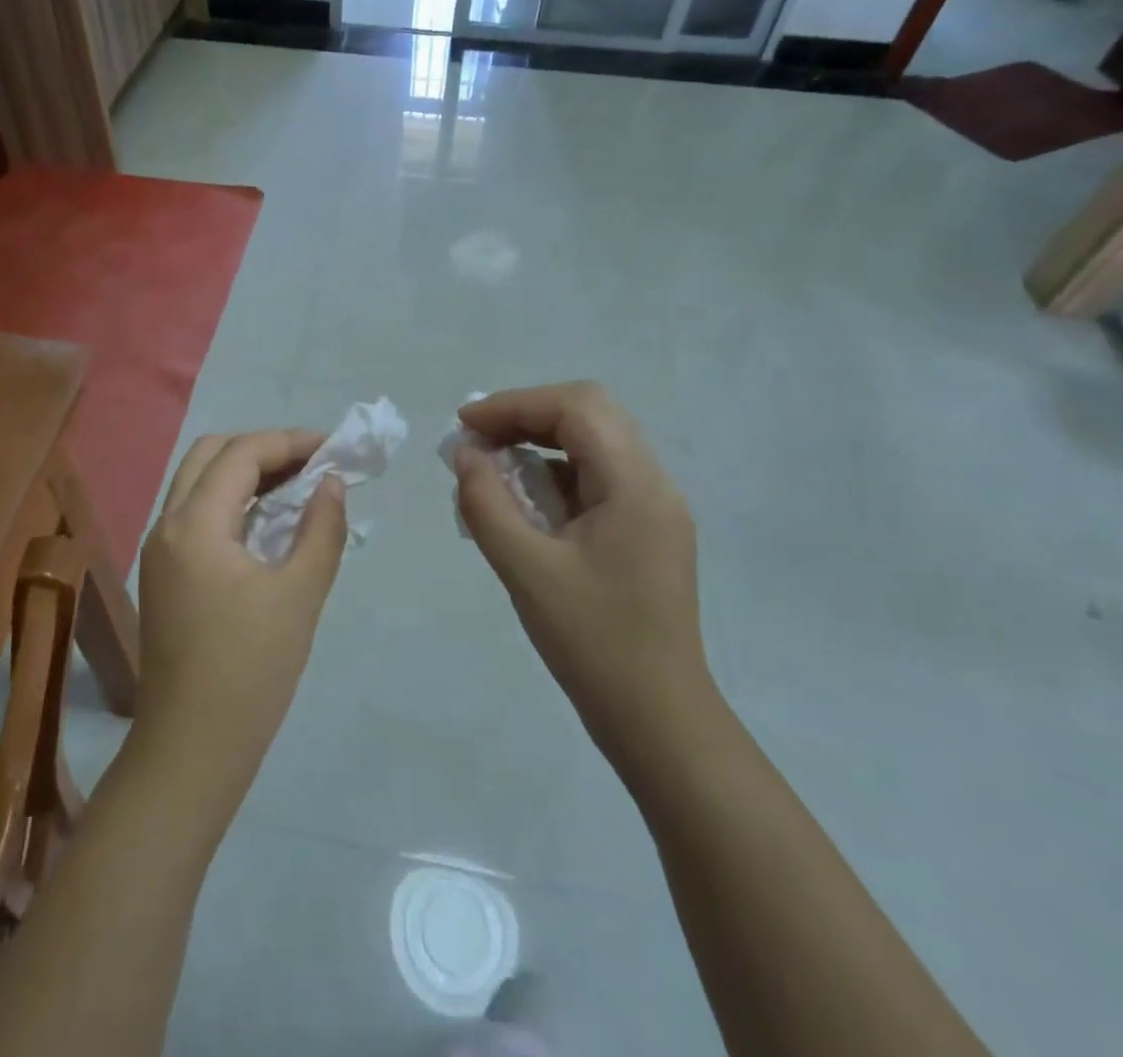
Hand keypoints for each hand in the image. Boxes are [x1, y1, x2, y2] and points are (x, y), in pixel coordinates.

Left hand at [131, 430, 348, 812]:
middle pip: (209, 454)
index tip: (333, 449)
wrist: (192, 748)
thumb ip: (321, 528)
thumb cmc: (250, 671)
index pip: (241, 454)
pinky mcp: (162, 574)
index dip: (289, 442)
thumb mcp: (299, 595)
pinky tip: (267, 521)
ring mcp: (159, 550)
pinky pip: (195, 513)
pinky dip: (230, 500)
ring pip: (197, 482)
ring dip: (244, 472)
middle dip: (262, 448)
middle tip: (310, 464)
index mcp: (194, 524)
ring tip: (296, 485)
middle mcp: (167, 525)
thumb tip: (332, 482)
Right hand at [452, 382, 711, 774]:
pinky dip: (556, 471)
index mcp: (635, 485)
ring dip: (541, 440)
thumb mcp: (526, 571)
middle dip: (527, 415)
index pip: (577, 407)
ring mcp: (655, 506)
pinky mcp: (647, 529)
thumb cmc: (592, 643)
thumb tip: (464, 454)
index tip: (465, 426)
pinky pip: (599, 475)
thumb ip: (487, 503)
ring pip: (595, 441)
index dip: (515, 403)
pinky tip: (525, 500)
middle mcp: (654, 482)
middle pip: (590, 413)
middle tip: (478, 440)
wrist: (658, 718)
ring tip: (493, 466)